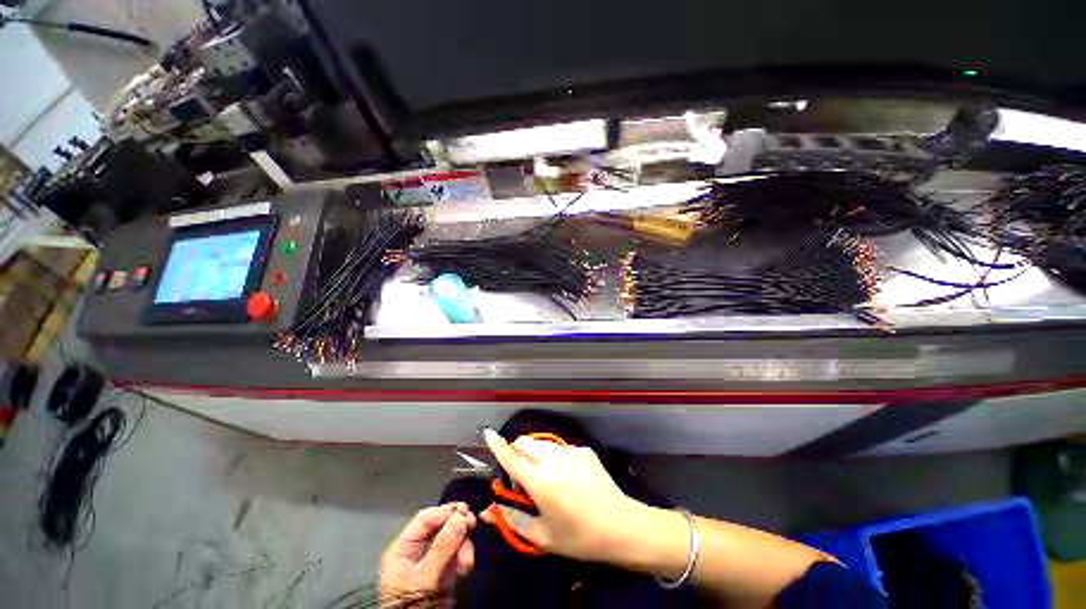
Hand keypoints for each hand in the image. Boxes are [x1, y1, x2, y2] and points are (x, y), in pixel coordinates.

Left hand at [379, 503, 476, 605]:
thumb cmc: (411, 606)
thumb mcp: (424, 578)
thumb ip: (442, 548)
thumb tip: (460, 517)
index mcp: (403, 548)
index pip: (425, 519)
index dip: (444, 513)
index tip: (464, 514)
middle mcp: (417, 550)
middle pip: (440, 526)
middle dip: (457, 527)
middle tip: (472, 525)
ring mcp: (431, 561)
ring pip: (452, 538)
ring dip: (463, 544)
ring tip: (467, 561)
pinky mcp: (443, 572)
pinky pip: (456, 554)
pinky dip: (464, 556)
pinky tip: (466, 566)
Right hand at [481, 428, 642, 562]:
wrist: (622, 526)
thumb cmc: (579, 537)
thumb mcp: (543, 537)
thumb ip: (513, 519)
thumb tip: (489, 510)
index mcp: (542, 482)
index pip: (512, 457)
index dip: (497, 445)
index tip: (487, 434)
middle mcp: (555, 460)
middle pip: (525, 442)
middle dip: (517, 453)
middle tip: (524, 479)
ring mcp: (572, 451)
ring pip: (542, 444)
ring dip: (535, 455)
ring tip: (546, 478)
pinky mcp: (584, 450)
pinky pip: (560, 448)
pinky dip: (554, 458)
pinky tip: (566, 477)